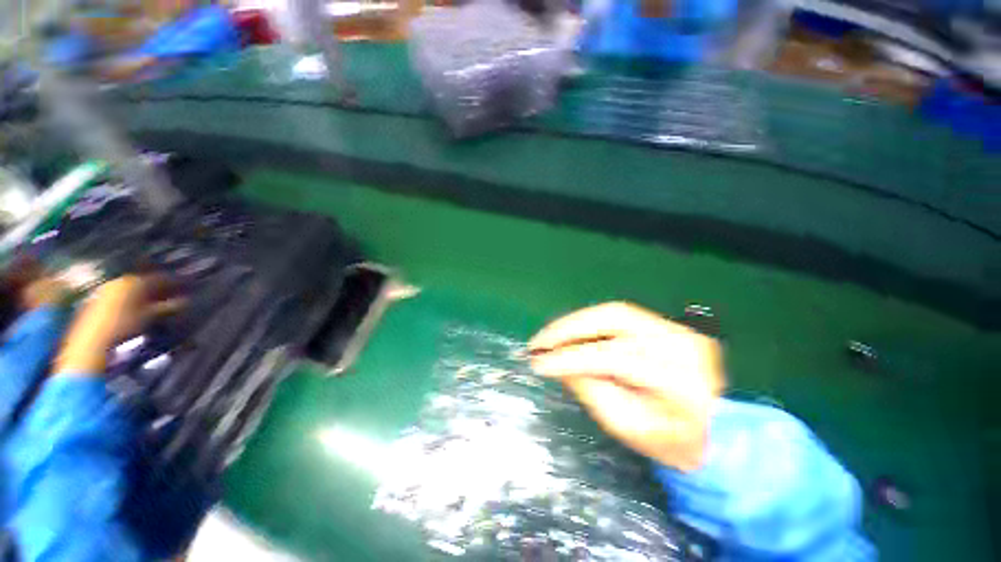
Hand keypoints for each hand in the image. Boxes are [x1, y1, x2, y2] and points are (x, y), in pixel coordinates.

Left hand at [55, 275, 183, 374]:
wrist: (91, 342)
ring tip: (159, 302)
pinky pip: (123, 295)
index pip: (160, 278)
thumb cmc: (123, 326)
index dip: (174, 282)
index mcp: (134, 282)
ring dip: (147, 295)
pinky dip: (135, 300)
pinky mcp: (99, 301)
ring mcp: (107, 291)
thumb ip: (168, 307)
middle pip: (145, 281)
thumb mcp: (149, 317)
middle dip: (160, 288)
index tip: (187, 286)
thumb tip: (186, 301)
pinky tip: (140, 308)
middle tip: (174, 294)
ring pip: (133, 289)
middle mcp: (120, 281)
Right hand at [528, 302, 723, 471]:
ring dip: (575, 322)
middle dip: (567, 327)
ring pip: (612, 310)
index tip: (537, 363)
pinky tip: (571, 333)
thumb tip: (561, 364)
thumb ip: (592, 391)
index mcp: (677, 376)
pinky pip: (619, 316)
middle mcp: (678, 340)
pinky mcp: (667, 324)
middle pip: (612, 318)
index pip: (612, 356)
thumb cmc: (675, 442)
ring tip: (549, 336)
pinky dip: (589, 323)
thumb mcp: (629, 427)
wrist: (722, 433)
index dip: (569, 358)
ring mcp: (675, 327)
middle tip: (538, 341)